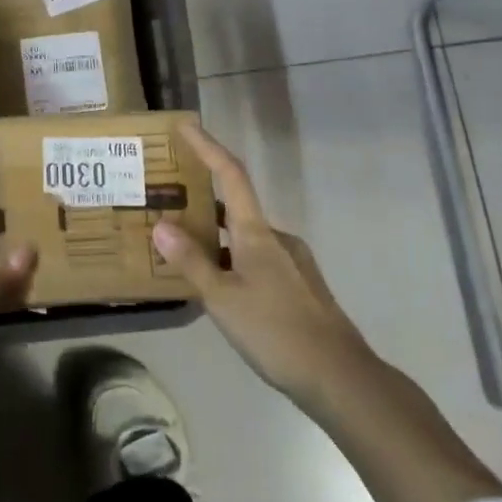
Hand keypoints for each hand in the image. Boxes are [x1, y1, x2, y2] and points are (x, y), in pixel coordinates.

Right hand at [150, 123, 368, 403]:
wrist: (339, 376)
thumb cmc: (275, 330)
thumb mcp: (223, 297)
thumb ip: (192, 261)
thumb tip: (162, 226)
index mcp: (257, 232)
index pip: (231, 175)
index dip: (207, 146)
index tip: (186, 125)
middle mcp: (276, 238)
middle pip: (235, 207)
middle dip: (201, 202)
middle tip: (167, 204)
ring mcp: (291, 262)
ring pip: (244, 239)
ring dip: (214, 237)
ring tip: (181, 250)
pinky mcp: (297, 287)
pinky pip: (255, 260)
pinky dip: (231, 261)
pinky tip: (215, 286)